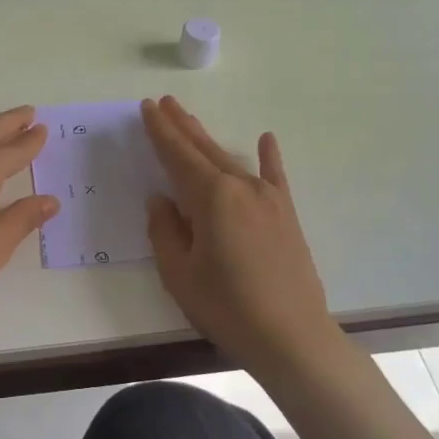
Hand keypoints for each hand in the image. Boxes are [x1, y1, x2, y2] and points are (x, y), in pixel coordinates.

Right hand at [142, 95, 332, 366]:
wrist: (292, 337)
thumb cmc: (227, 307)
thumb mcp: (179, 273)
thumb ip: (165, 230)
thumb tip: (160, 199)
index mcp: (210, 197)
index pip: (177, 155)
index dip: (160, 131)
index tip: (147, 107)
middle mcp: (240, 186)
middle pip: (204, 149)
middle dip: (181, 126)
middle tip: (164, 102)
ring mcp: (268, 198)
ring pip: (231, 159)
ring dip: (208, 139)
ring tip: (190, 120)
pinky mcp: (286, 215)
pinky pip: (274, 177)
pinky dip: (269, 157)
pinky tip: (266, 138)